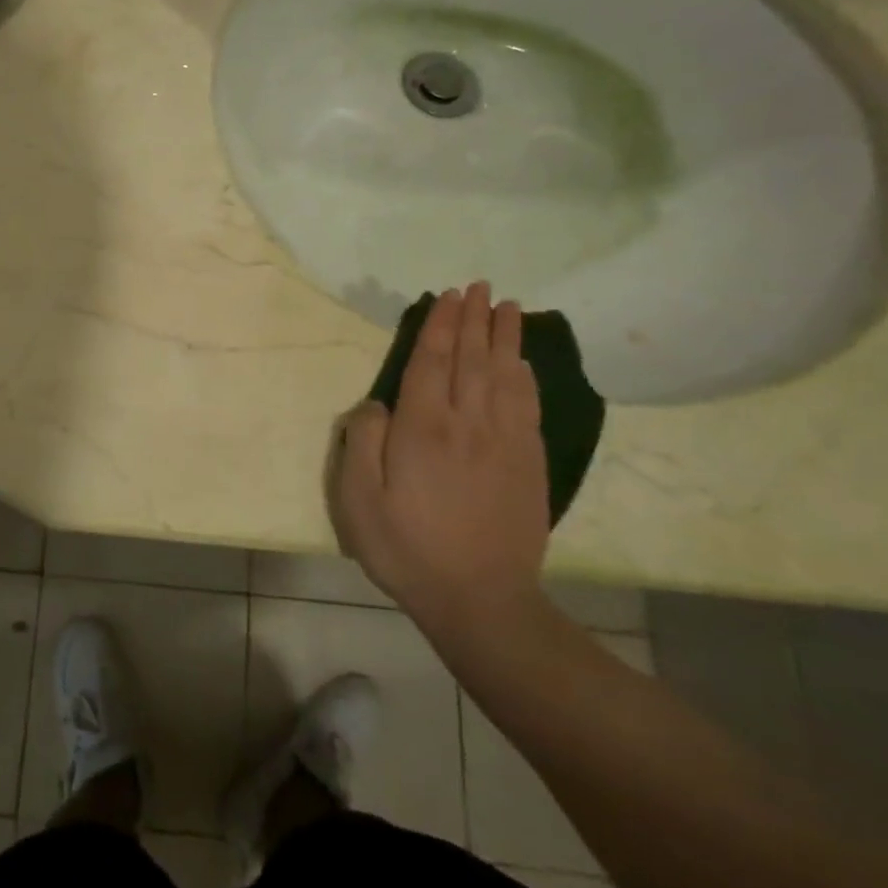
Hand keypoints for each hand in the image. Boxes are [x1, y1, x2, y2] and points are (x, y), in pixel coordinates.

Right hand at [331, 283, 548, 632]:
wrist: (480, 600)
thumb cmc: (407, 548)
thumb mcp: (358, 499)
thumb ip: (362, 442)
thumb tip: (376, 404)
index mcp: (424, 429)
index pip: (432, 362)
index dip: (440, 325)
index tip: (448, 295)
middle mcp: (468, 424)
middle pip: (472, 360)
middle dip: (474, 320)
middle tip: (479, 287)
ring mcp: (504, 443)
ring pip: (505, 376)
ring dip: (505, 338)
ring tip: (508, 307)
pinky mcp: (528, 465)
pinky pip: (527, 407)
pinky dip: (526, 377)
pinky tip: (523, 363)